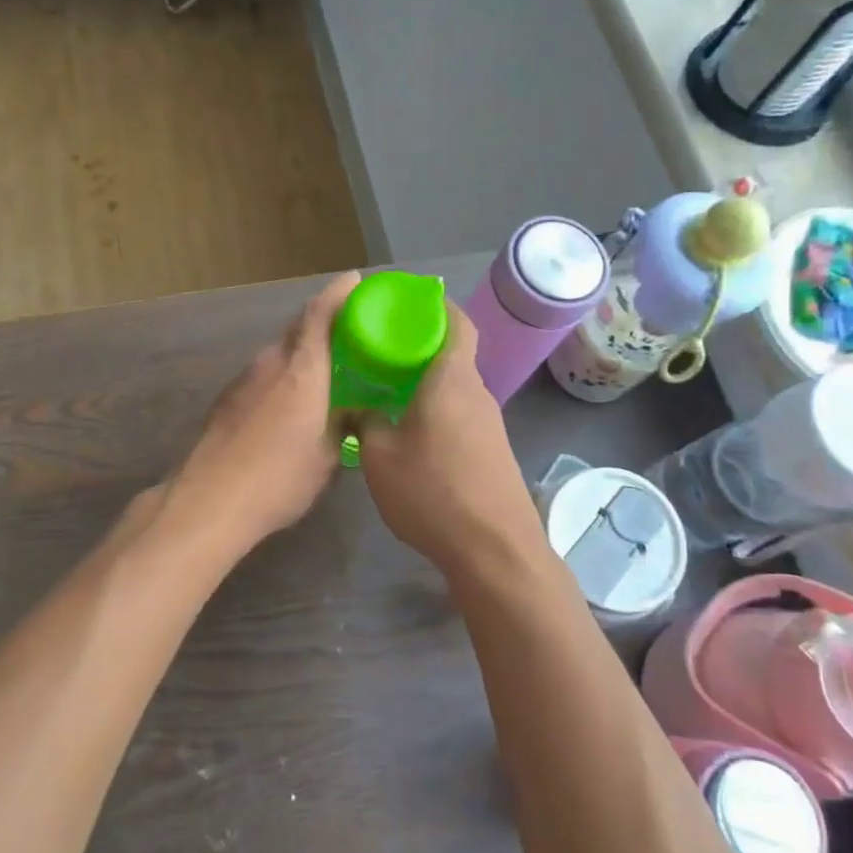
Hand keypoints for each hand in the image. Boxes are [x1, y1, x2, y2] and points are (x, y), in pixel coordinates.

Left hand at [171, 272, 361, 552]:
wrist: (209, 500)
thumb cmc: (279, 477)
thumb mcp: (328, 457)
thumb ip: (344, 425)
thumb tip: (355, 410)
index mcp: (302, 369)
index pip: (320, 314)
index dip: (338, 293)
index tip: (354, 280)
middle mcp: (271, 363)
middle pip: (299, 329)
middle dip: (325, 323)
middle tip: (351, 332)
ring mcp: (244, 379)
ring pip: (280, 353)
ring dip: (302, 354)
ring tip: (326, 370)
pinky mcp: (227, 399)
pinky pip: (264, 375)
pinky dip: (283, 376)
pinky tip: (292, 402)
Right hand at [356, 304, 546, 578]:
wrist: (494, 549)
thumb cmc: (433, 490)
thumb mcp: (379, 455)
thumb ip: (366, 421)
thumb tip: (359, 404)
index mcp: (452, 379)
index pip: (456, 322)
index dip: (435, 306)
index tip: (406, 304)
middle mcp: (476, 393)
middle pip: (452, 354)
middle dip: (418, 347)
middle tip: (378, 350)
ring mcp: (489, 424)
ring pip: (454, 387)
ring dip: (425, 383)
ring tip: (385, 390)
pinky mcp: (491, 451)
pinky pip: (459, 414)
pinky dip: (434, 409)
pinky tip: (408, 431)